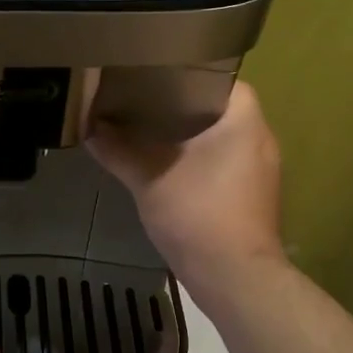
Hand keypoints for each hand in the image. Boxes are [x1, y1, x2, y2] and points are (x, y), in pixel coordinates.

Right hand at [88, 81, 286, 292]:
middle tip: (145, 101)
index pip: (221, 78)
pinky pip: (226, 164)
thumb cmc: (198, 215)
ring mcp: (262, 171)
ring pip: (223, 139)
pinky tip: (170, 168)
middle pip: (220, 109)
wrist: (234, 278)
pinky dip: (202, 162)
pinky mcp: (255, 197)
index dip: (189, 74)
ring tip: (151, 131)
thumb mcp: (149, 178)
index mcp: (244, 121)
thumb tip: (89, 128)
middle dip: (184, 106)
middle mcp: (261, 139)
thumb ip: (119, 150)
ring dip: (192, 137)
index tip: (157, 76)